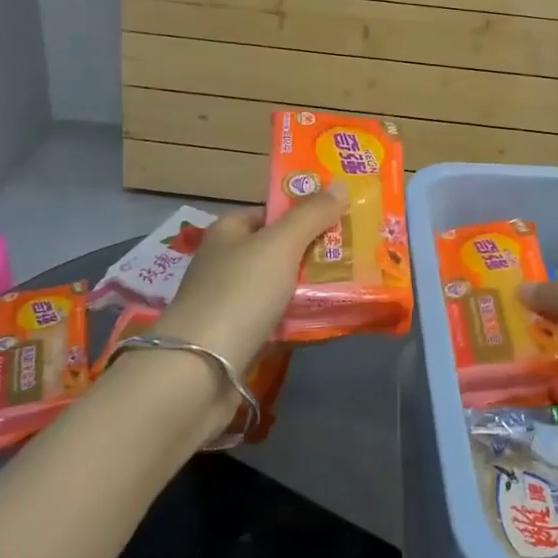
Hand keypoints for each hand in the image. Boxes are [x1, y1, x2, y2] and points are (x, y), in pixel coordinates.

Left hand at [158, 186, 349, 375]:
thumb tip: (340, 184)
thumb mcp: (279, 245)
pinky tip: (330, 320)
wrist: (199, 372)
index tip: (342, 215)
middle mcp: (227, 264)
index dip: (303, 211)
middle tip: (359, 251)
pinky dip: (301, 321)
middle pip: (277, 250)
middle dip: (315, 251)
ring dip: (312, 288)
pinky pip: (278, 322)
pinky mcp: (239, 340)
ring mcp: (232, 304)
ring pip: (281, 288)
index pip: (269, 212)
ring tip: (356, 284)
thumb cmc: (238, 294)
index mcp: (228, 232)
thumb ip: (310, 215)